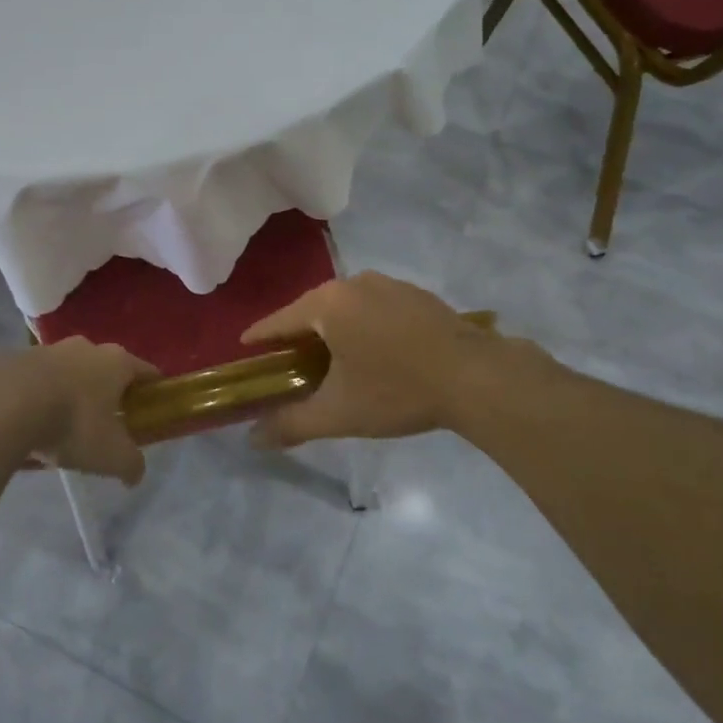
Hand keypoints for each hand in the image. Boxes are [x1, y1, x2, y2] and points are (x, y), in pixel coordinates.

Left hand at [11, 338, 157, 483]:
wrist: (3, 405)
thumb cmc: (72, 424)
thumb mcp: (111, 455)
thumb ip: (131, 464)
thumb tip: (135, 475)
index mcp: (116, 361)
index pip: (147, 371)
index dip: (152, 391)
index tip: (149, 411)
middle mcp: (86, 347)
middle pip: (106, 369)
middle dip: (107, 394)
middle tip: (104, 425)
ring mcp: (48, 349)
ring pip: (69, 373)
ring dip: (70, 394)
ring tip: (62, 427)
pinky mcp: (15, 359)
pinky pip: (36, 381)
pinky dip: (38, 397)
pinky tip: (30, 423)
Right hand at [240, 272, 533, 447]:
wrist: (477, 377)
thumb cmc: (397, 390)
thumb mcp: (339, 413)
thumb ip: (291, 424)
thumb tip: (252, 439)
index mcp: (327, 304)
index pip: (279, 320)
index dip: (260, 338)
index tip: (246, 349)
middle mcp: (353, 283)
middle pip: (311, 309)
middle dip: (298, 334)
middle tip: (289, 362)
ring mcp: (389, 284)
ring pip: (345, 306)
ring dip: (333, 328)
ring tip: (331, 357)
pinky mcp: (416, 294)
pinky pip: (374, 306)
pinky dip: (363, 324)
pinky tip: (374, 350)